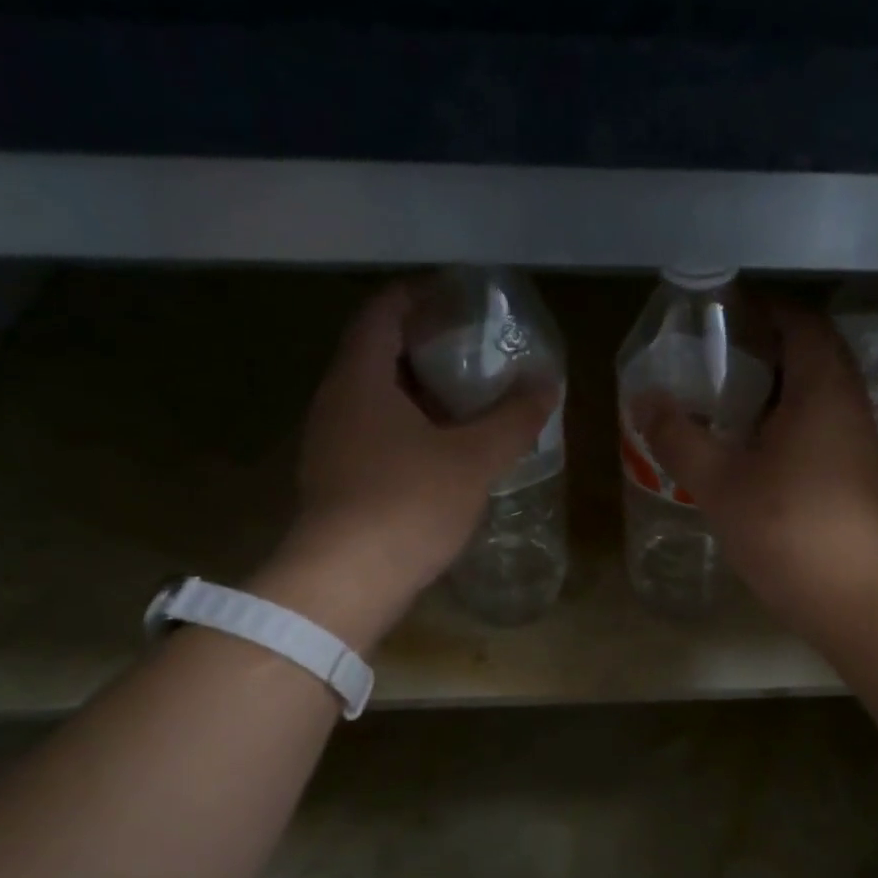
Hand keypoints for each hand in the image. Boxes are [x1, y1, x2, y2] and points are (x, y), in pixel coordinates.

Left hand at [251, 280, 554, 648]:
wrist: (347, 581)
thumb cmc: (409, 503)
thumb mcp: (473, 459)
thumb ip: (513, 419)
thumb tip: (548, 384)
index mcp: (360, 379)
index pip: (383, 313)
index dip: (418, 297)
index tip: (456, 298)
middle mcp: (335, 402)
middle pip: (376, 356)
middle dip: (424, 350)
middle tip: (472, 354)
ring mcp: (329, 445)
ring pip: (374, 402)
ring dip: (416, 396)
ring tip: (465, 405)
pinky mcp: (335, 483)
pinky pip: (372, 438)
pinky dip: (406, 432)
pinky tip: (440, 455)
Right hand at [636, 300, 877, 631]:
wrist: (852, 595)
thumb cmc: (785, 528)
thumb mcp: (719, 482)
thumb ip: (679, 438)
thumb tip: (643, 400)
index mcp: (821, 389)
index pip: (802, 324)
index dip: (768, 310)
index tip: (729, 315)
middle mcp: (850, 406)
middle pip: (817, 356)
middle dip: (775, 349)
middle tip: (726, 358)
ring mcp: (861, 444)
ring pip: (823, 397)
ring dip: (786, 390)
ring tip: (737, 404)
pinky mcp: (860, 478)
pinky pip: (827, 430)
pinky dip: (796, 424)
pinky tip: (764, 453)